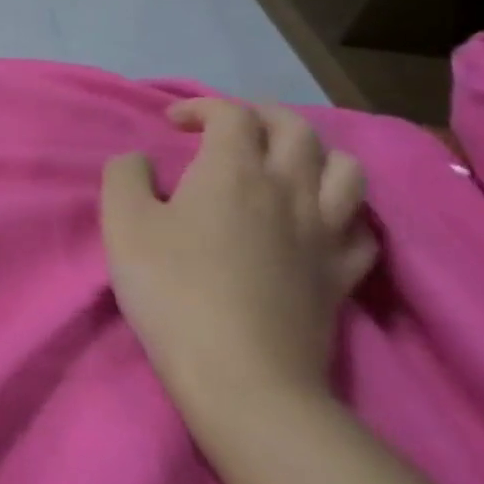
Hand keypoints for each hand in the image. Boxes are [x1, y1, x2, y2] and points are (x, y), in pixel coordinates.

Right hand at [100, 99, 376, 429]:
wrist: (240, 376)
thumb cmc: (172, 290)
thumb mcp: (122, 223)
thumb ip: (125, 175)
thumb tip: (140, 161)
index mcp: (233, 170)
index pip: (231, 114)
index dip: (201, 107)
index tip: (172, 124)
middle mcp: (288, 189)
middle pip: (296, 129)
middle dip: (261, 116)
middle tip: (230, 131)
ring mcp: (325, 233)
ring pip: (346, 169)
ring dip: (314, 154)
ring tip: (285, 166)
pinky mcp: (343, 275)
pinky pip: (362, 227)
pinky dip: (341, 211)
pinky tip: (318, 221)